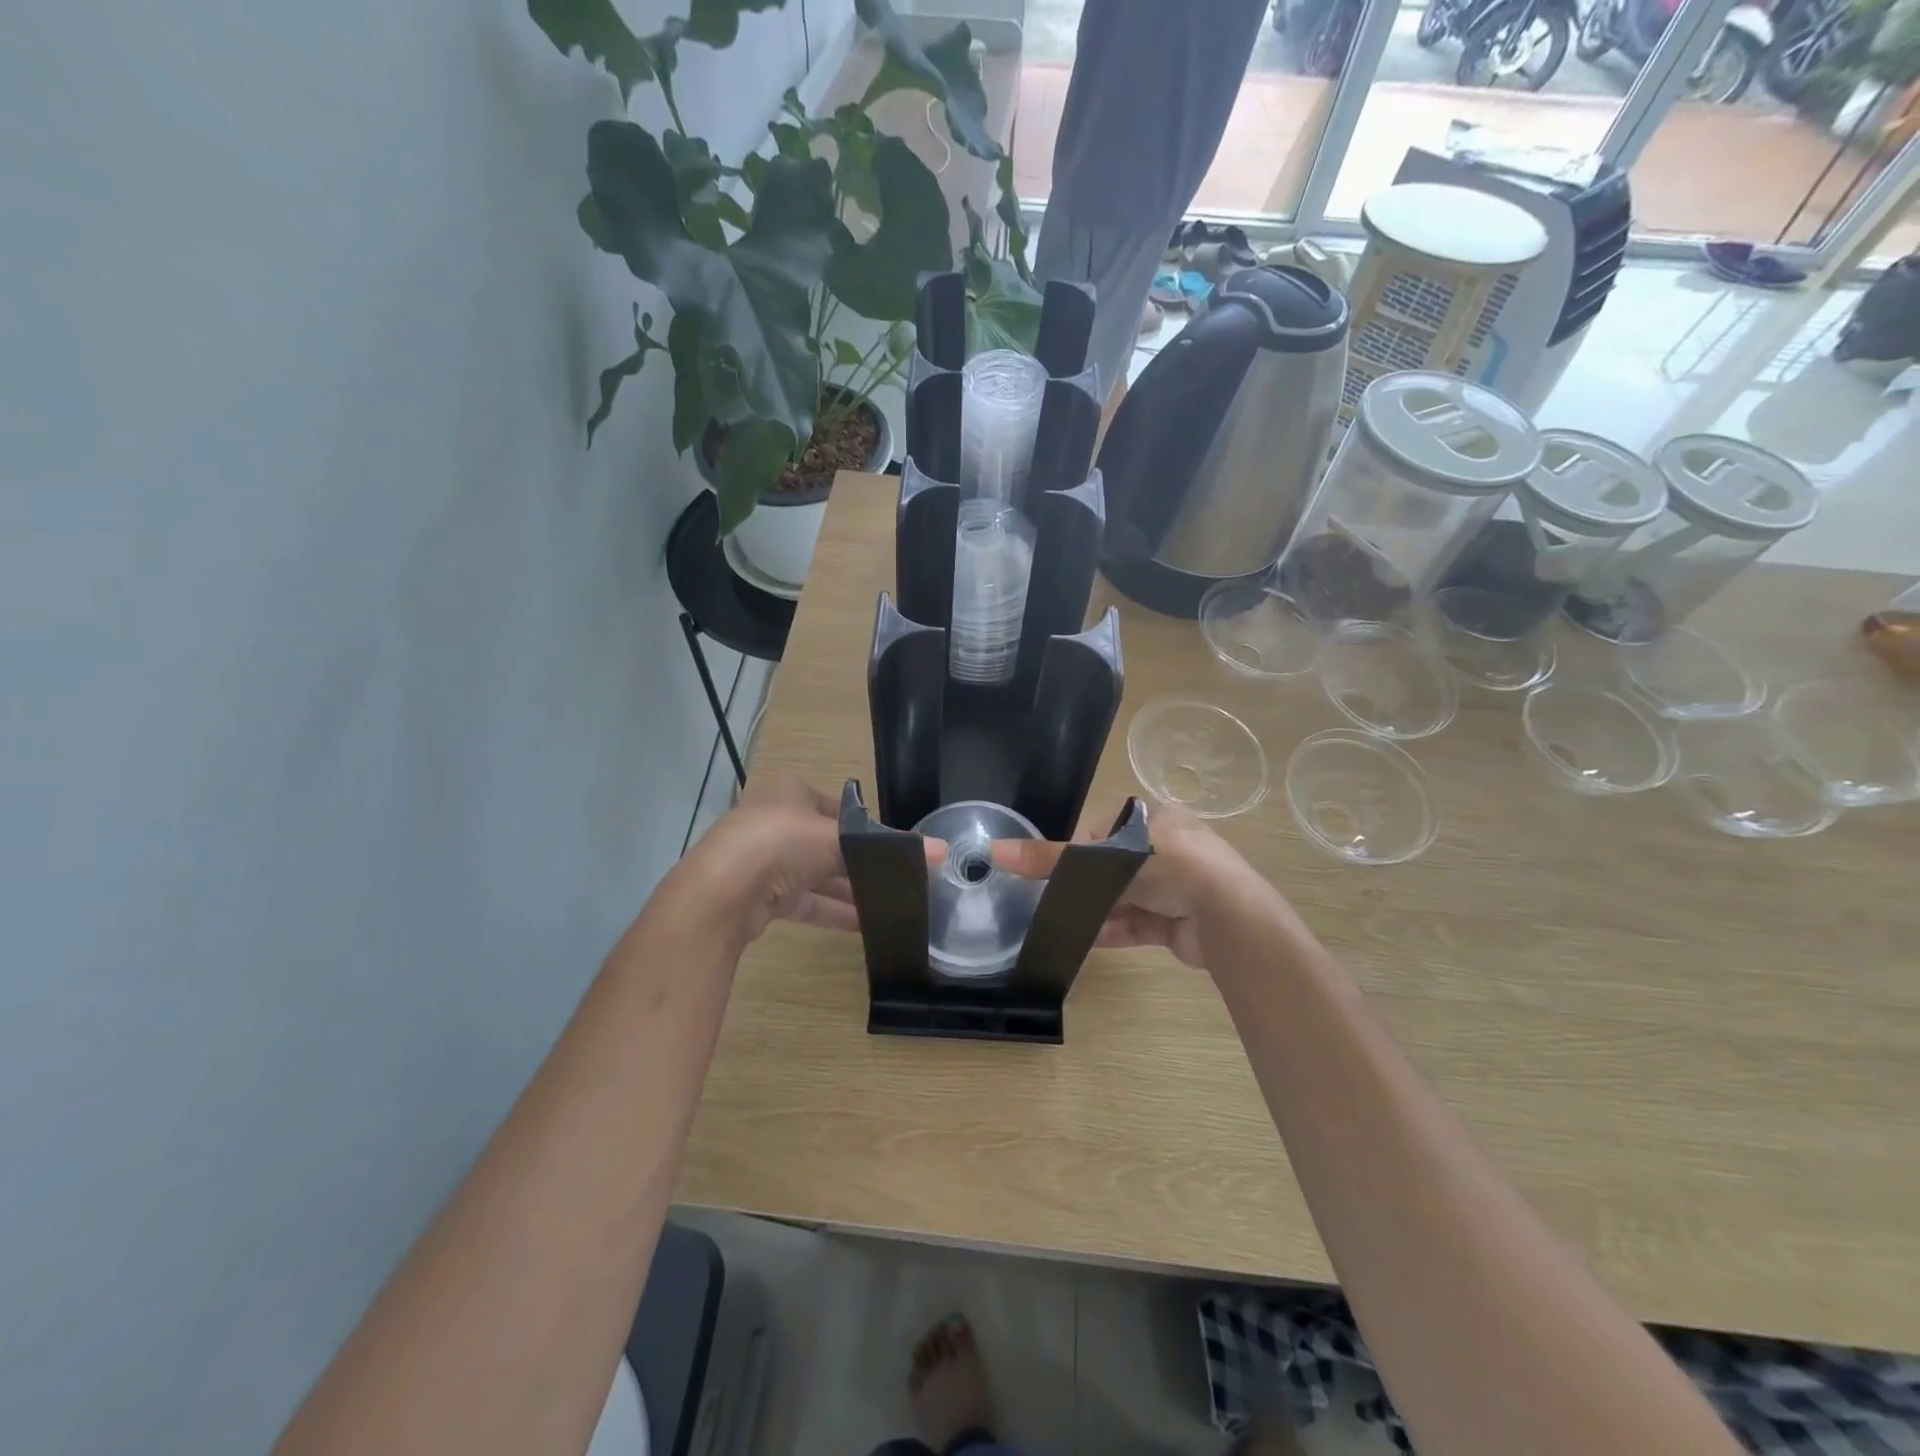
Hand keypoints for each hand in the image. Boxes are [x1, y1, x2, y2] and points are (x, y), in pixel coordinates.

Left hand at [688, 780, 943, 940]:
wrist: (722, 891)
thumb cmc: (782, 842)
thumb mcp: (840, 838)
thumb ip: (889, 847)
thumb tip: (943, 850)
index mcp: (790, 793)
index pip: (838, 807)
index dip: (865, 826)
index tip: (893, 846)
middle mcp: (775, 821)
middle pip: (826, 843)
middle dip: (858, 862)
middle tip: (895, 878)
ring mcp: (764, 861)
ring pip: (816, 875)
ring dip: (848, 890)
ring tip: (887, 904)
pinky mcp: (760, 896)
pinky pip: (804, 902)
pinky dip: (832, 911)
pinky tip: (864, 924)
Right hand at [991, 801, 1267, 968]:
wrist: (1225, 915)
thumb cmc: (1165, 865)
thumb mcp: (1102, 856)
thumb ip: (1051, 857)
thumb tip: (994, 850)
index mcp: (1158, 819)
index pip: (1110, 826)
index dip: (1085, 844)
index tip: (1063, 864)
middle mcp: (1172, 848)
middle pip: (1118, 865)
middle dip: (1092, 883)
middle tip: (1059, 897)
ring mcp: (1179, 887)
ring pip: (1129, 897)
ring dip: (1101, 910)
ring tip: (1067, 922)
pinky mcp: (1181, 922)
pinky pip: (1140, 925)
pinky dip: (1115, 931)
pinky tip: (1088, 940)